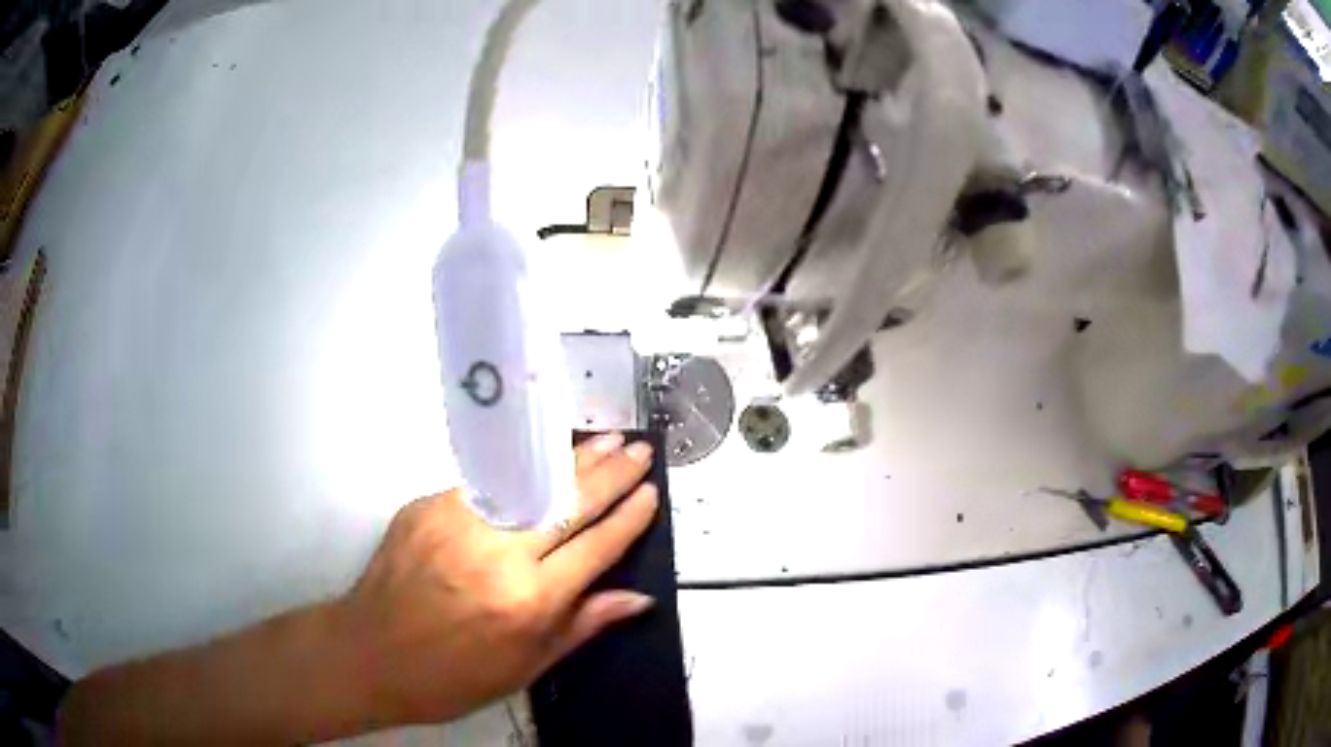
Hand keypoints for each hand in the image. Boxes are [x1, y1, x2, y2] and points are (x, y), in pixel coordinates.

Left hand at [334, 433, 659, 725]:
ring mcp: (460, 522)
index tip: (652, 494)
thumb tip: (638, 598)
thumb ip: (583, 625)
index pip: (596, 547)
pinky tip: (541, 459)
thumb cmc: (453, 676)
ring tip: (605, 440)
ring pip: (530, 482)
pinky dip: (519, 471)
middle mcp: (499, 553)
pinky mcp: (428, 506)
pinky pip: (484, 485)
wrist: (370, 653)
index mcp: (529, 600)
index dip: (629, 518)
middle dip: (612, 474)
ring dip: (572, 460)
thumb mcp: (526, 667)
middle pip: (570, 504)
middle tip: (639, 450)